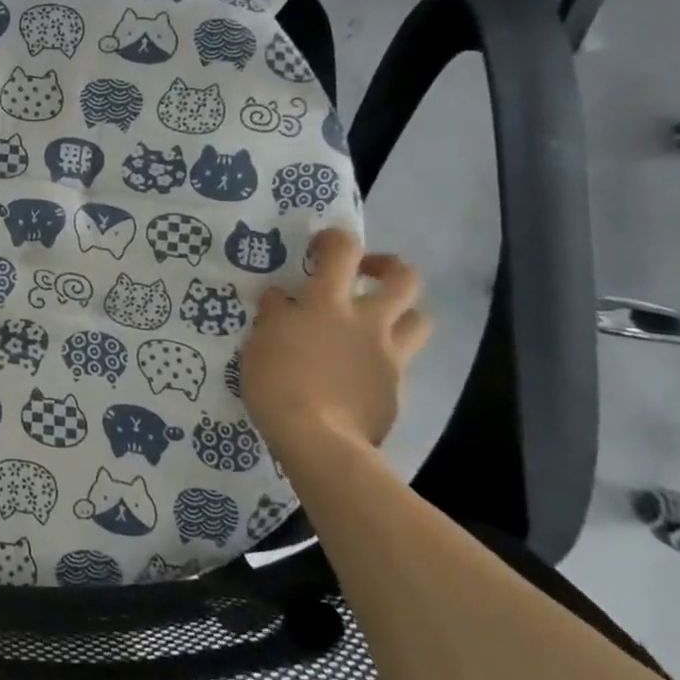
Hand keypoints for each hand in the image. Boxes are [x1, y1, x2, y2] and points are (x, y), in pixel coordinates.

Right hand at [241, 229, 430, 465]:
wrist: (319, 441)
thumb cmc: (278, 383)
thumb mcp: (260, 342)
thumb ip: (275, 315)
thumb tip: (282, 300)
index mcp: (328, 303)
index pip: (343, 250)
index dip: (335, 238)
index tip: (320, 247)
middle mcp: (367, 322)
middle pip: (404, 279)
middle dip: (388, 267)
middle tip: (366, 274)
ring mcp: (388, 356)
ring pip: (420, 320)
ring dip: (402, 314)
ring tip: (376, 323)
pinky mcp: (396, 390)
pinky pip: (400, 364)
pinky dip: (383, 360)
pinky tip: (359, 374)